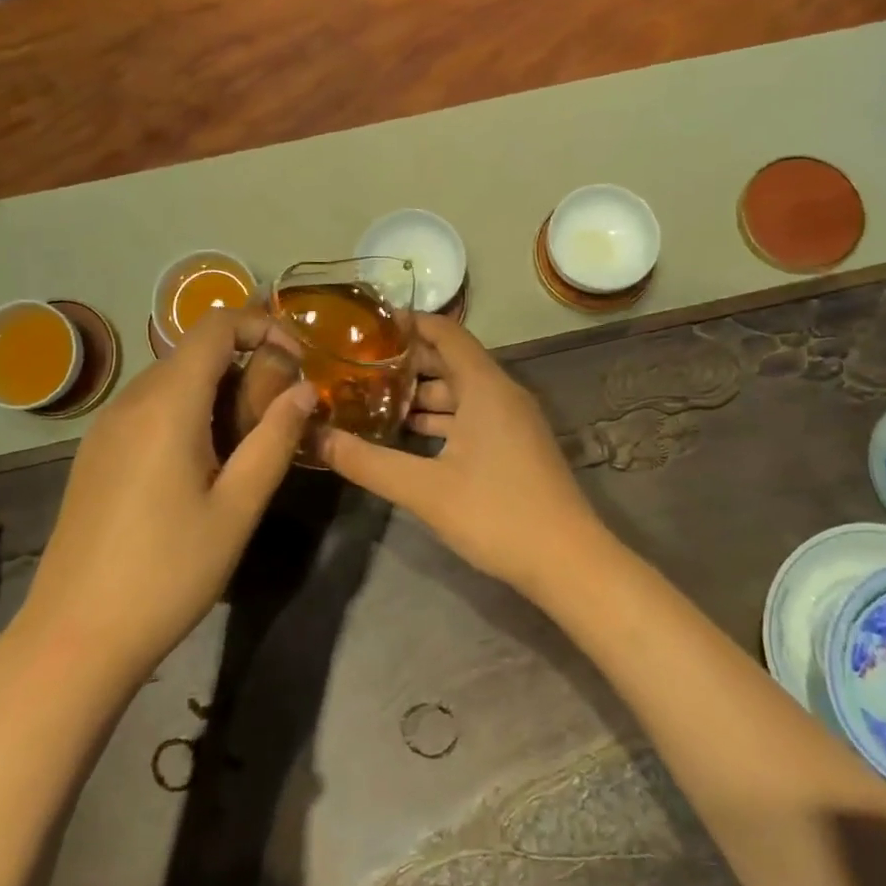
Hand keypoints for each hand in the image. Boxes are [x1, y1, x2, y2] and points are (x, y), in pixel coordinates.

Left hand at [15, 309, 314, 679]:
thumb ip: (275, 439)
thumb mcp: (238, 508)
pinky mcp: (95, 453)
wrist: (75, 636)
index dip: (262, 327)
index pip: (216, 325)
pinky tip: (200, 467)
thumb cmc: (168, 572)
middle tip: (277, 418)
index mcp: (167, 403)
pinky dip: (187, 413)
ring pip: (172, 380)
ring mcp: (106, 427)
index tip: (297, 363)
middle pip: (194, 351)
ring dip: (217, 392)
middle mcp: (130, 401)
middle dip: (245, 366)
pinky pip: (149, 408)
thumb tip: (305, 390)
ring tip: (245, 447)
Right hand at [318, 312, 607, 598]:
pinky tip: (410, 436)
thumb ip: (368, 462)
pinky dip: (442, 419)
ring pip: (461, 392)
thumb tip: (316, 437)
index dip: (409, 323)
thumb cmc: (497, 513)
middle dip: (407, 361)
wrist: (568, 562)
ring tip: (374, 399)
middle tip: (358, 366)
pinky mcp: (516, 446)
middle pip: (451, 361)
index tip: (368, 326)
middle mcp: (502, 393)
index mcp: (485, 386)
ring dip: (422, 394)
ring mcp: (513, 421)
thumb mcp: (424, 489)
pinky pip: (473, 416)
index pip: (446, 332)